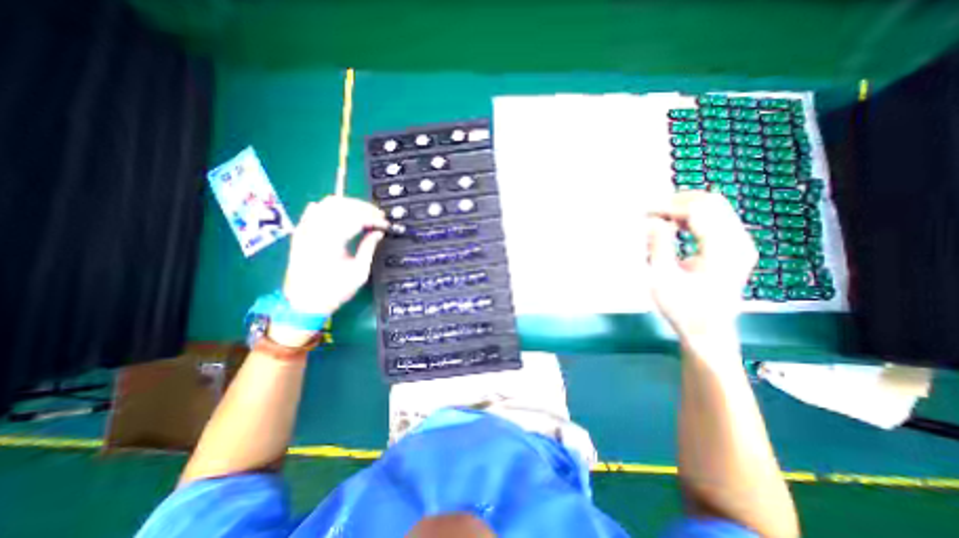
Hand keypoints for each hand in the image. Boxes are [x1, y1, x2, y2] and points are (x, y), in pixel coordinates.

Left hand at [279, 195, 386, 313]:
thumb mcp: (358, 273)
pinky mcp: (301, 232)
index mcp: (331, 243)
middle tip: (378, 216)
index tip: (385, 224)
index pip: (355, 218)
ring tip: (364, 213)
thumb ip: (368, 248)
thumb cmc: (334, 291)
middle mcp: (316, 231)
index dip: (373, 218)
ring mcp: (305, 230)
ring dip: (349, 205)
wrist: (303, 302)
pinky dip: (331, 207)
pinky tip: (342, 212)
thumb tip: (379, 233)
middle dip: (364, 208)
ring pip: (328, 203)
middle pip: (342, 206)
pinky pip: (314, 209)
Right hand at [643, 194, 755, 341]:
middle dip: (678, 202)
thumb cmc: (682, 308)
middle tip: (651, 212)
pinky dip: (693, 218)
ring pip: (715, 208)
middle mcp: (738, 242)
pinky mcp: (735, 248)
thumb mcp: (662, 279)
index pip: (698, 210)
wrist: (707, 331)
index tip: (645, 213)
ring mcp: (740, 244)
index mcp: (723, 250)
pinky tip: (674, 226)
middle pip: (712, 202)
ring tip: (659, 218)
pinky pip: (715, 220)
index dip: (669, 207)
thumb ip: (658, 246)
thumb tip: (652, 220)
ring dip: (684, 208)